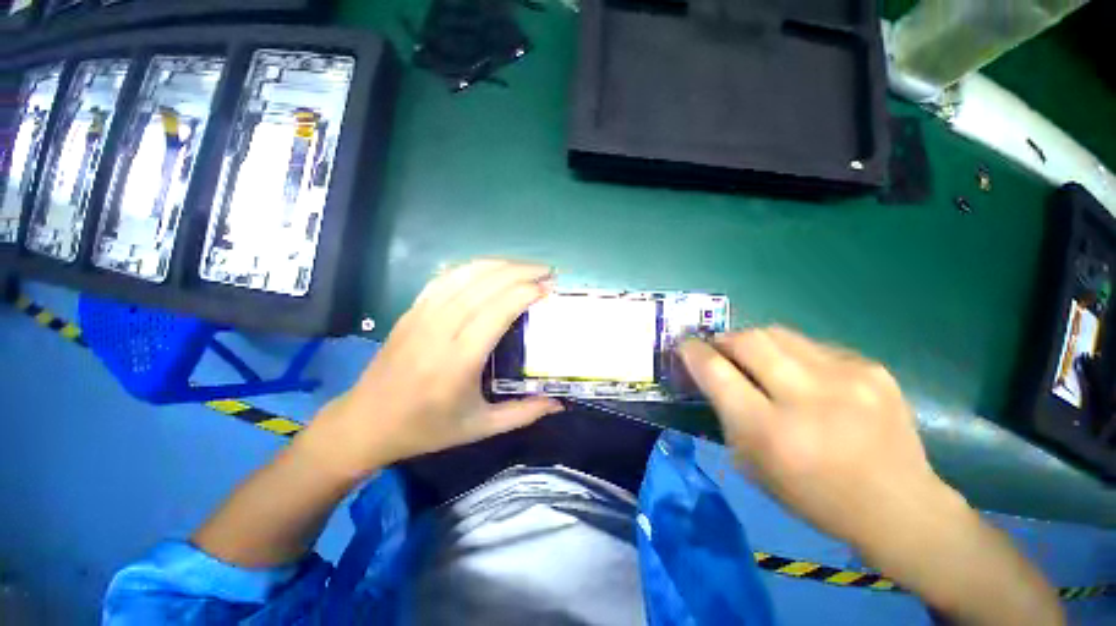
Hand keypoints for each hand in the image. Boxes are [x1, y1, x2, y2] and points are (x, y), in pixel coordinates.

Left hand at [305, 260, 563, 479]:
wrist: (365, 422)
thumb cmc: (426, 429)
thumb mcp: (480, 428)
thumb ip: (524, 414)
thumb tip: (560, 403)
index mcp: (459, 361)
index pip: (499, 310)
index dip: (527, 292)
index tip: (550, 288)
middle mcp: (440, 330)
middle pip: (486, 285)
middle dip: (522, 271)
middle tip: (548, 272)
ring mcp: (422, 315)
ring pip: (466, 274)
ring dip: (500, 265)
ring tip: (526, 267)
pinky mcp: (411, 310)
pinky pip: (446, 278)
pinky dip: (473, 268)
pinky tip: (491, 269)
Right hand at [677, 327, 958, 551]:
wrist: (898, 505)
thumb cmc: (812, 495)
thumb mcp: (751, 464)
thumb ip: (726, 413)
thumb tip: (710, 374)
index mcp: (771, 432)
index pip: (716, 372)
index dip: (693, 352)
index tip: (685, 345)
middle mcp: (808, 398)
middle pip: (748, 340)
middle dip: (723, 339)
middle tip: (719, 348)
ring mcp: (846, 377)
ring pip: (778, 333)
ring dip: (755, 341)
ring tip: (756, 357)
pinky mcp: (871, 368)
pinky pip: (812, 345)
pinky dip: (793, 354)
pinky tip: (803, 376)